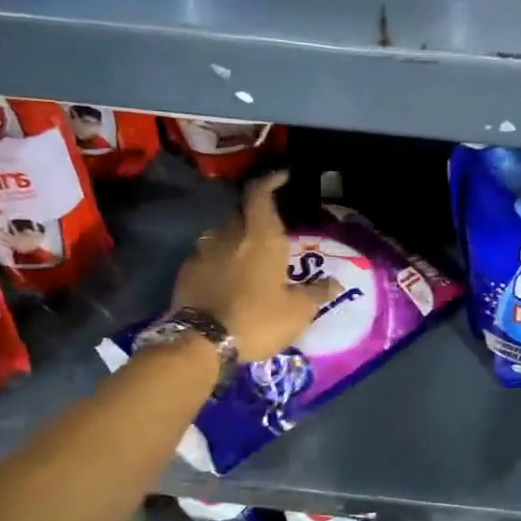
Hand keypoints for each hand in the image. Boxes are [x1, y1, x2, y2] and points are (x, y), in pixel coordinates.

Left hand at [172, 171, 340, 363]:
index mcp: (261, 237)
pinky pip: (207, 255)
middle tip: (272, 234)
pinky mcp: (186, 270)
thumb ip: (316, 293)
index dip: (270, 181)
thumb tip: (335, 282)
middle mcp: (230, 235)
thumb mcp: (298, 312)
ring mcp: (204, 251)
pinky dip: (219, 260)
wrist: (200, 343)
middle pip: (243, 214)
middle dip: (256, 218)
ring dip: (237, 240)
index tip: (282, 177)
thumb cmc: (257, 320)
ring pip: (224, 234)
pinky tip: (227, 279)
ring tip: (249, 259)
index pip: (260, 194)